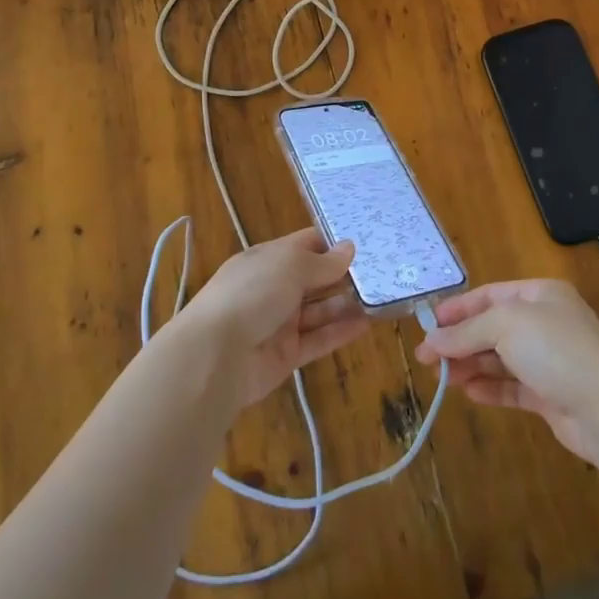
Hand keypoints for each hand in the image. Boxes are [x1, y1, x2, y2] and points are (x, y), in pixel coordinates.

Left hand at [173, 228, 369, 406]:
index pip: (305, 244)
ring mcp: (278, 323)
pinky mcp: (285, 355)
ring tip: (381, 298)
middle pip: (314, 278)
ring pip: (318, 310)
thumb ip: (323, 262)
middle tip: (383, 271)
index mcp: (267, 259)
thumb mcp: (290, 267)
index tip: (365, 242)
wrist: (214, 356)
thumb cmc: (251, 294)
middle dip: (343, 275)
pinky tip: (367, 324)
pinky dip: (340, 332)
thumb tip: (349, 248)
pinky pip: (318, 339)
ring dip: (346, 304)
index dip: (332, 243)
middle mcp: (273, 288)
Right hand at [416, 279, 598, 464]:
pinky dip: (490, 387)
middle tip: (426, 358)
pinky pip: (512, 387)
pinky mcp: (550, 395)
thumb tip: (432, 341)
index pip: (491, 295)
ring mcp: (549, 360)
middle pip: (492, 328)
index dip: (459, 308)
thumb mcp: (505, 326)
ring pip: (500, 359)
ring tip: (441, 378)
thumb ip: (466, 332)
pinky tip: (468, 392)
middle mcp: (546, 323)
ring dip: (470, 365)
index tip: (429, 324)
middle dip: (460, 341)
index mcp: (541, 295)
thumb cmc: (556, 349)